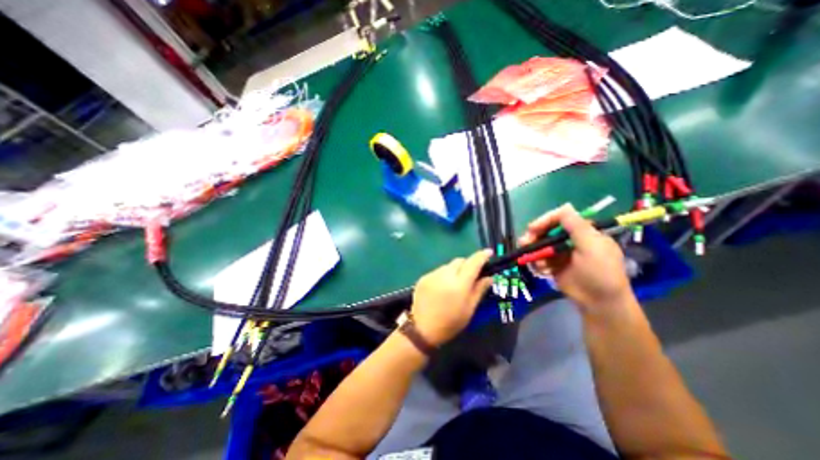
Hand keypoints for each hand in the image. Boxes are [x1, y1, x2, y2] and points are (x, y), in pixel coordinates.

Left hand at [410, 250, 491, 346]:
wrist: (422, 329)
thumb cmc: (450, 323)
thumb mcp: (469, 309)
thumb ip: (479, 290)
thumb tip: (490, 277)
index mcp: (459, 284)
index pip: (473, 263)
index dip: (482, 256)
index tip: (489, 252)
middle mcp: (445, 275)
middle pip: (460, 261)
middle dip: (467, 265)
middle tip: (470, 276)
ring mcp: (432, 275)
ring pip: (448, 265)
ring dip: (454, 270)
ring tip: (454, 284)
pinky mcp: (423, 277)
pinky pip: (438, 271)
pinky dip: (443, 275)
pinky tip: (442, 288)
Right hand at [519, 205, 632, 319]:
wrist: (599, 303)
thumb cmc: (600, 273)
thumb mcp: (592, 247)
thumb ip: (577, 226)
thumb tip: (565, 206)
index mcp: (583, 232)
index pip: (561, 218)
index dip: (545, 220)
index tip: (532, 228)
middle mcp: (570, 240)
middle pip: (547, 231)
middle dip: (534, 236)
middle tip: (524, 243)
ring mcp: (561, 253)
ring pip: (540, 245)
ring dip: (533, 251)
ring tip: (530, 259)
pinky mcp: (554, 265)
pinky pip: (539, 259)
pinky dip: (536, 263)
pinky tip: (540, 270)